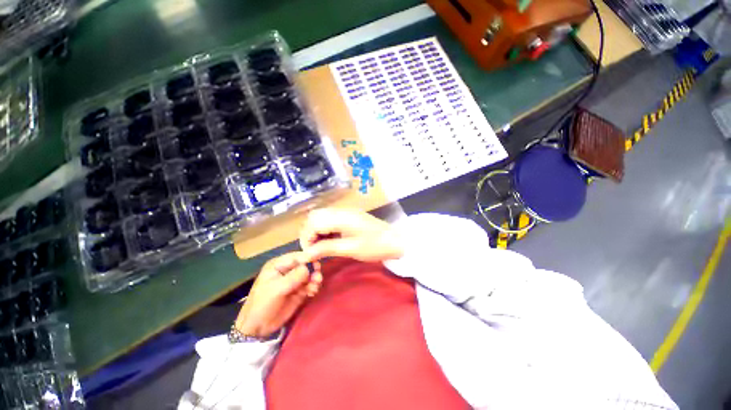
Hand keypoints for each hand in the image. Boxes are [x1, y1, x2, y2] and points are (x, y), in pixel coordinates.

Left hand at [234, 252, 322, 337]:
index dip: (309, 259)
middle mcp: (288, 269)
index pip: (297, 256)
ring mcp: (294, 280)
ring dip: (315, 279)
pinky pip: (310, 284)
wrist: (258, 328)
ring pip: (310, 274)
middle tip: (317, 279)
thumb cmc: (263, 304)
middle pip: (306, 264)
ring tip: (314, 288)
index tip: (317, 266)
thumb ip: (294, 277)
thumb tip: (309, 268)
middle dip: (313, 270)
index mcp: (278, 264)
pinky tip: (312, 292)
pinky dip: (314, 287)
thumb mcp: (277, 289)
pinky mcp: (299, 290)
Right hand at [299, 208, 403, 261]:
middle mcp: (341, 211)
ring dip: (317, 231)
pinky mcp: (349, 216)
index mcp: (341, 217)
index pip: (313, 222)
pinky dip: (325, 230)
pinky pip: (330, 219)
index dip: (307, 238)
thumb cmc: (375, 246)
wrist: (397, 241)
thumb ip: (326, 249)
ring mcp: (346, 212)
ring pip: (321, 217)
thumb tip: (305, 254)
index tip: (310, 255)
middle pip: (315, 216)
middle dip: (310, 233)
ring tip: (321, 247)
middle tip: (315, 250)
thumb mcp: (351, 249)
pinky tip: (330, 241)